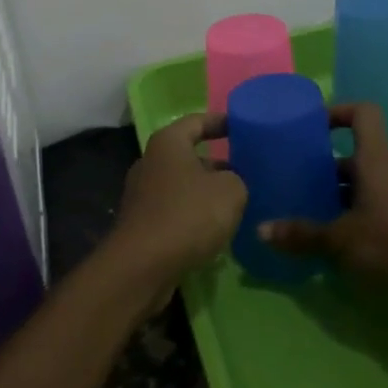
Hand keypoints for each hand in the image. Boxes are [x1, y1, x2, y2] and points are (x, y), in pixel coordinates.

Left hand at [109, 113, 247, 291]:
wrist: (142, 267)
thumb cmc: (188, 215)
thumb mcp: (231, 190)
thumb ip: (237, 178)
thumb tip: (230, 182)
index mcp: (168, 142)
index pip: (198, 121)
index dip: (222, 122)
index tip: (244, 127)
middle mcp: (151, 162)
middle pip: (188, 154)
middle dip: (217, 162)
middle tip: (246, 170)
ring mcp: (142, 194)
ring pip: (182, 185)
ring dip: (206, 192)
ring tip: (236, 202)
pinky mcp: (141, 224)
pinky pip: (174, 210)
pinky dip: (193, 215)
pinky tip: (215, 229)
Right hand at [258, 103, 387, 312]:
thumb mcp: (341, 239)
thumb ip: (302, 234)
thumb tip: (261, 229)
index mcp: (374, 159)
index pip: (362, 113)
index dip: (338, 111)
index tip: (312, 126)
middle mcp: (386, 170)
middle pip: (354, 153)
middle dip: (324, 164)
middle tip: (295, 177)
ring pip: (362, 183)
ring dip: (336, 193)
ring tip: (306, 209)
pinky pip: (372, 207)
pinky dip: (351, 215)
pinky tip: (332, 239)